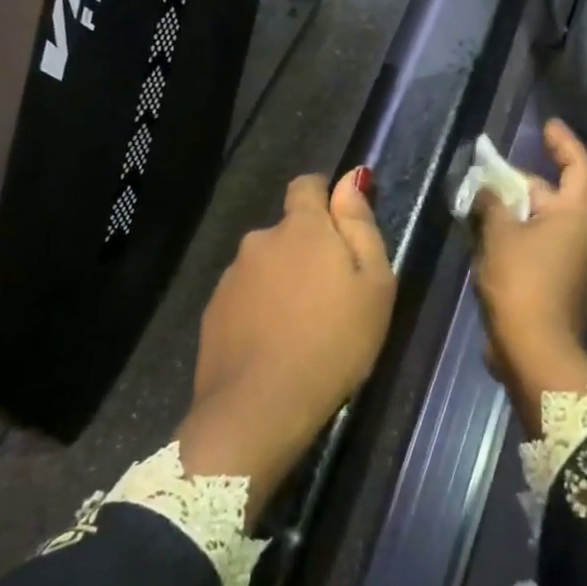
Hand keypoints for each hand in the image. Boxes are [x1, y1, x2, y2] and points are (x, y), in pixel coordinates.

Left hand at [178, 171, 394, 521]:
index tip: (339, 226)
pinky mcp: (213, 311)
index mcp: (301, 228)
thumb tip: (351, 178)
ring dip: (282, 281)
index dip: (324, 196)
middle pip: (287, 231)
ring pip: (265, 266)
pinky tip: (273, 345)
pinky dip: (260, 310)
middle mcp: (259, 240)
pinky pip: (245, 297)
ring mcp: (231, 276)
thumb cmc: (334, 343)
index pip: (306, 185)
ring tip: (302, 328)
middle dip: (307, 250)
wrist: (259, 407)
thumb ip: (360, 226)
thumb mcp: (373, 284)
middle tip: (332, 295)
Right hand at [471, 119, 586, 433]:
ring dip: (518, 215)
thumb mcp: (499, 235)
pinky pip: (545, 250)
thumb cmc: (521, 282)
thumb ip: (492, 205)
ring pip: (547, 226)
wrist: (536, 351)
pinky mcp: (568, 287)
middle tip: (487, 179)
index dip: (563, 143)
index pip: (578, 166)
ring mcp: (581, 264)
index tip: (547, 126)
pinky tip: (491, 242)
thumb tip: (485, 191)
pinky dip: (521, 240)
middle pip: (556, 197)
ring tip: (482, 209)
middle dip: (521, 186)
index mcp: (580, 215)